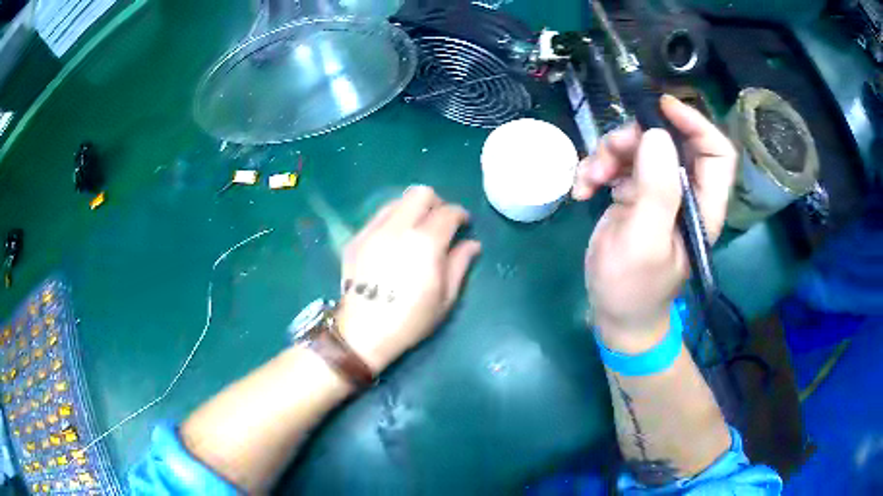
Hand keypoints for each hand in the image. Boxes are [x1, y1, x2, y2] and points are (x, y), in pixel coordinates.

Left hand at [335, 186, 481, 372]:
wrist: (364, 332)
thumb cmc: (410, 320)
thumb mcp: (445, 297)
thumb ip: (460, 264)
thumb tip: (472, 244)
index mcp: (425, 242)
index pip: (448, 212)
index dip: (460, 215)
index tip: (464, 225)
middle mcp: (398, 228)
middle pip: (421, 194)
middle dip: (436, 203)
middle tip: (440, 222)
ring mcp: (373, 231)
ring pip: (397, 201)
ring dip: (413, 209)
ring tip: (417, 229)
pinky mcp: (356, 238)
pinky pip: (378, 216)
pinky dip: (392, 220)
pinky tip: (394, 241)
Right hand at [572, 95, 736, 352]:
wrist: (615, 314)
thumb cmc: (633, 288)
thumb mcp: (644, 241)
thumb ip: (656, 189)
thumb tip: (657, 135)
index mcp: (702, 205)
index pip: (716, 152)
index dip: (695, 123)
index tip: (661, 108)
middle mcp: (685, 192)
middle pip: (670, 140)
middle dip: (635, 138)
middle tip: (609, 154)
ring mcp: (658, 191)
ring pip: (639, 147)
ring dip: (608, 154)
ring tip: (588, 180)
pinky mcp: (635, 194)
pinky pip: (618, 163)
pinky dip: (596, 169)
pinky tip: (582, 190)